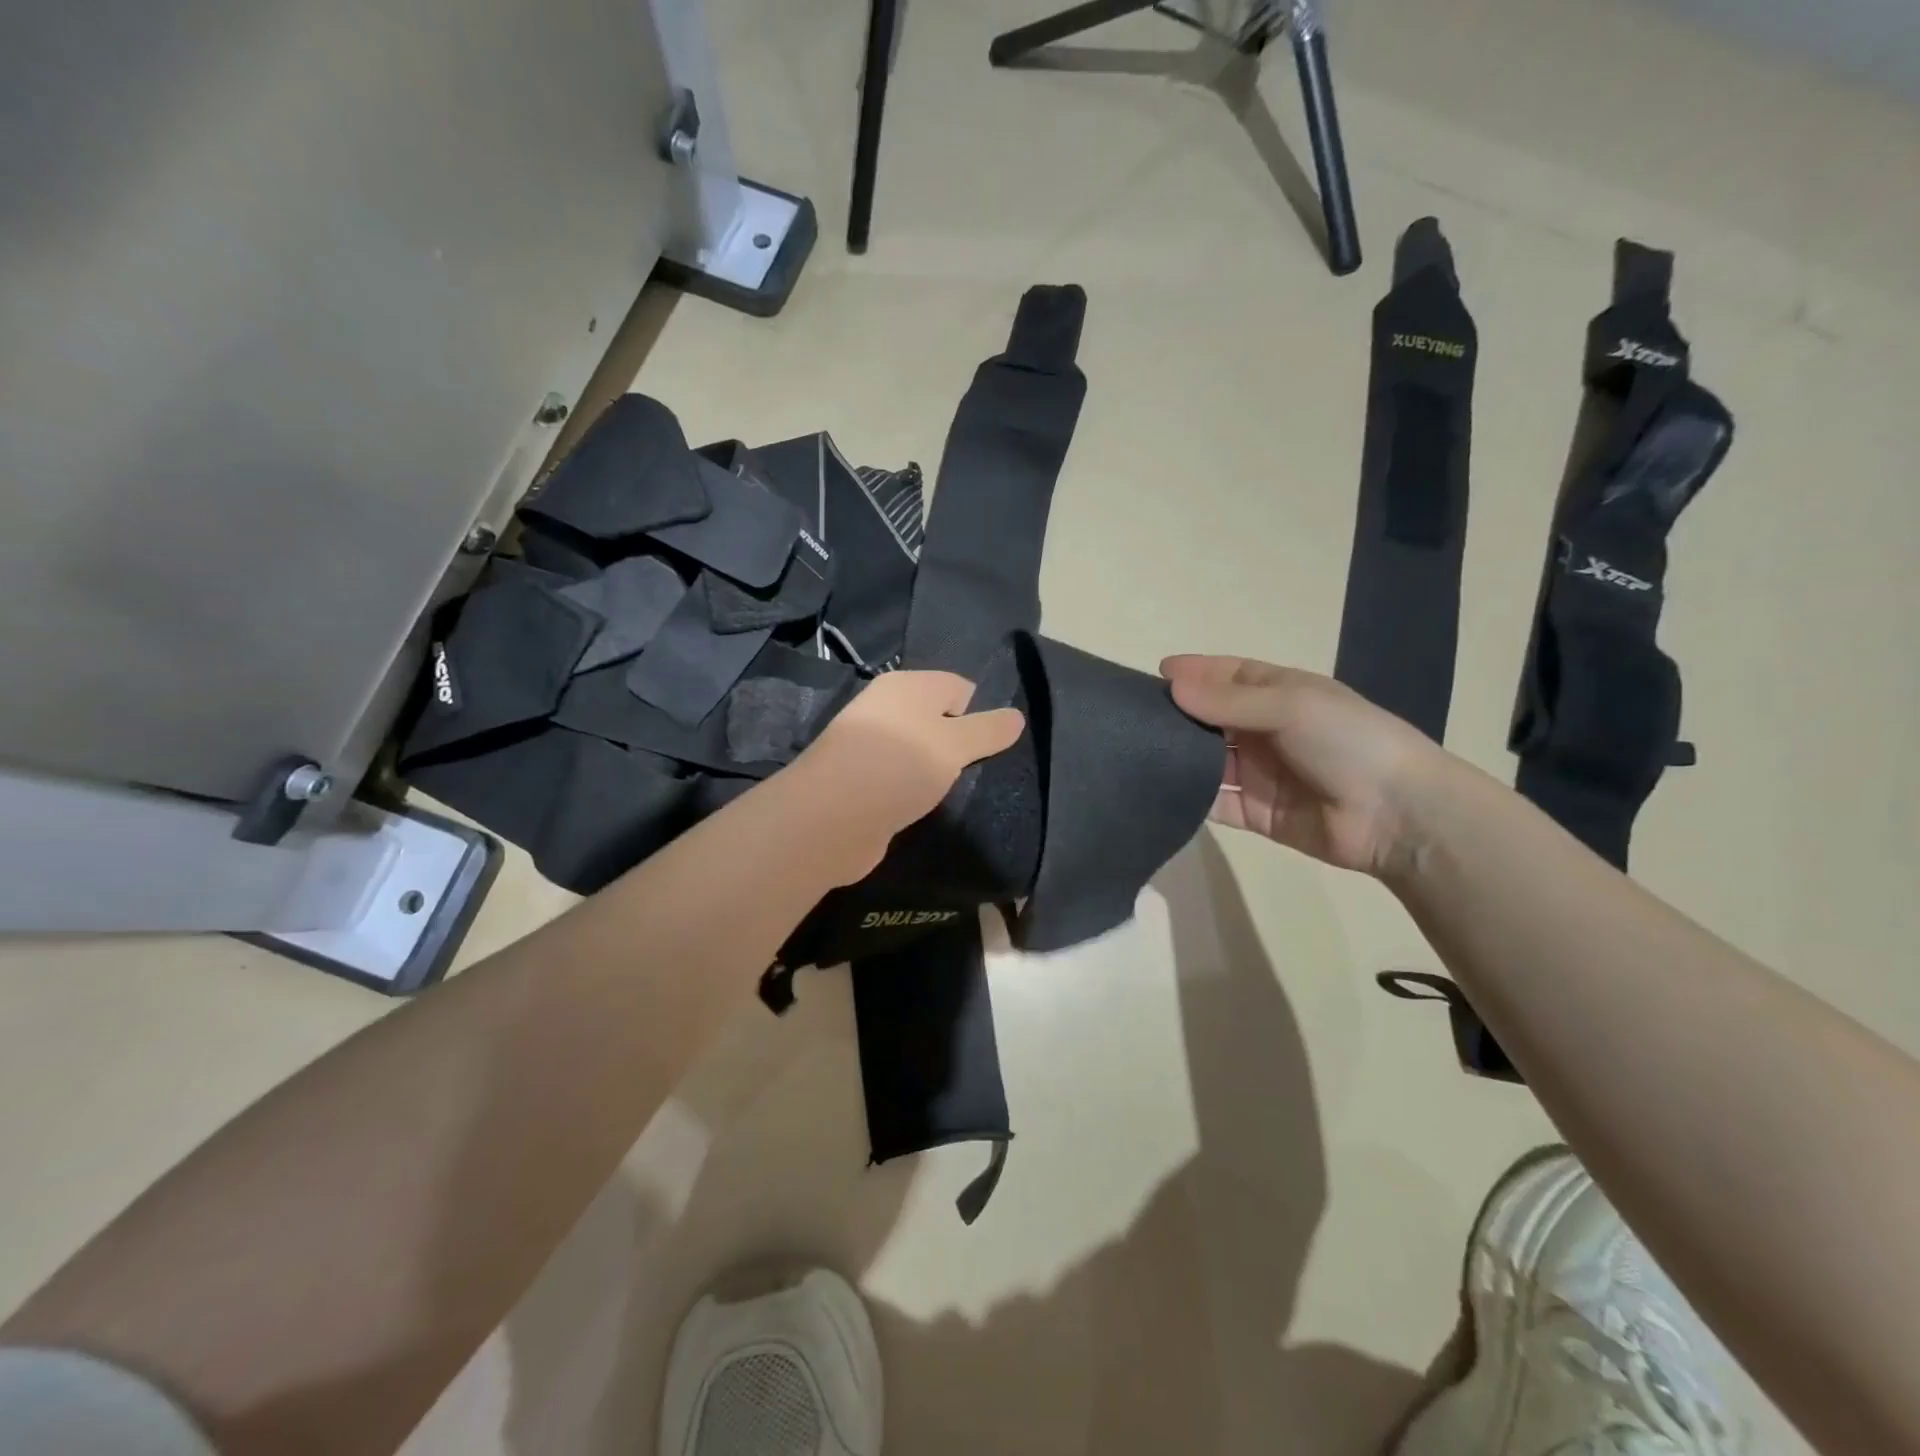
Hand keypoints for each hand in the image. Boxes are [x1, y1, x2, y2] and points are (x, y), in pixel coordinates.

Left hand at [790, 670, 1025, 882]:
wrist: (830, 818)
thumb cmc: (898, 767)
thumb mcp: (954, 745)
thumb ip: (988, 730)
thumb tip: (1017, 716)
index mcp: (908, 686)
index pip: (959, 687)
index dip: (981, 714)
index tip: (997, 746)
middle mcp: (887, 708)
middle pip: (939, 720)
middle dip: (962, 745)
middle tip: (985, 772)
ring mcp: (871, 746)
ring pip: (920, 752)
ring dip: (939, 772)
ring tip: (959, 793)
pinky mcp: (862, 781)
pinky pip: (902, 778)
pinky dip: (916, 791)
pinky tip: (927, 808)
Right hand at [1161, 655, 1443, 877]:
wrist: (1397, 815)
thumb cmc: (1347, 740)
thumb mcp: (1290, 705)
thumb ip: (1228, 701)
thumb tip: (1171, 688)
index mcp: (1281, 694)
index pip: (1229, 676)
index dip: (1195, 673)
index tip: (1156, 675)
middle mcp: (1266, 730)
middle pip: (1211, 718)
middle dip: (1177, 715)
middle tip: (1133, 717)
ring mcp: (1259, 773)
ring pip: (1206, 761)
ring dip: (1178, 756)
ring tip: (1135, 752)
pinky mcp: (1254, 813)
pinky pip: (1214, 802)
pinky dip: (1189, 797)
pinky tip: (1158, 789)